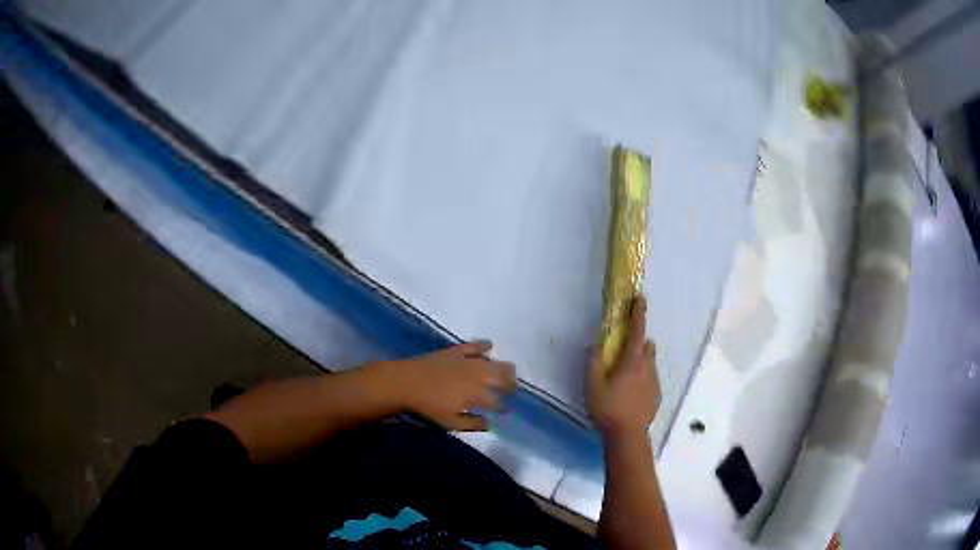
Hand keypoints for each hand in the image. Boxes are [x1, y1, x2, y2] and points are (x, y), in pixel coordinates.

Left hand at [389, 341, 516, 431]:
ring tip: (504, 374)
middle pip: (503, 377)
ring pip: (494, 362)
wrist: (408, 382)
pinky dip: (484, 346)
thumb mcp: (451, 422)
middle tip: (510, 390)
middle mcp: (479, 376)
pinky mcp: (457, 351)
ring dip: (502, 368)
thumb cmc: (429, 406)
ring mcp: (469, 361)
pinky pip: (476, 346)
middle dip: (510, 384)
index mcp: (478, 395)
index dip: (504, 407)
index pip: (498, 402)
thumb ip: (473, 423)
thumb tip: (490, 424)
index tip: (506, 411)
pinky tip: (489, 346)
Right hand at [588, 295, 660, 439]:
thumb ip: (593, 361)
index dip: (639, 313)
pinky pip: (650, 378)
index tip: (641, 297)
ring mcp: (654, 381)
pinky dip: (642, 377)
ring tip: (625, 374)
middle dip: (638, 340)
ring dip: (640, 359)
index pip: (637, 331)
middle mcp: (647, 367)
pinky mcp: (656, 394)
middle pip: (647, 346)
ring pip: (650, 362)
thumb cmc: (608, 409)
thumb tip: (596, 342)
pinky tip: (630, 392)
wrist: (628, 435)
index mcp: (632, 361)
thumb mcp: (593, 385)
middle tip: (624, 347)